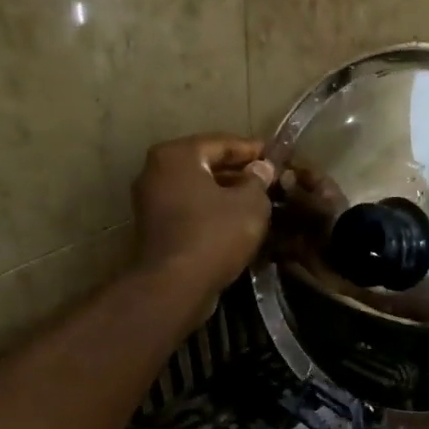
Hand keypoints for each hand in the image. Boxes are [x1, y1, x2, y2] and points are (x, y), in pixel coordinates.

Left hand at [131, 134, 275, 315]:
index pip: (222, 143)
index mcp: (177, 155)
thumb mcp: (250, 204)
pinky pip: (189, 208)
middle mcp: (156, 170)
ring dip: (226, 192)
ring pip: (197, 187)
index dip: (254, 150)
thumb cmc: (215, 234)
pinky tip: (236, 220)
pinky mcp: (153, 226)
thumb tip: (261, 168)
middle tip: (270, 179)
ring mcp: (150, 199)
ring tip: (258, 200)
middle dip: (239, 171)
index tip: (277, 156)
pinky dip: (211, 209)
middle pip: (206, 164)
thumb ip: (258, 180)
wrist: (175, 285)